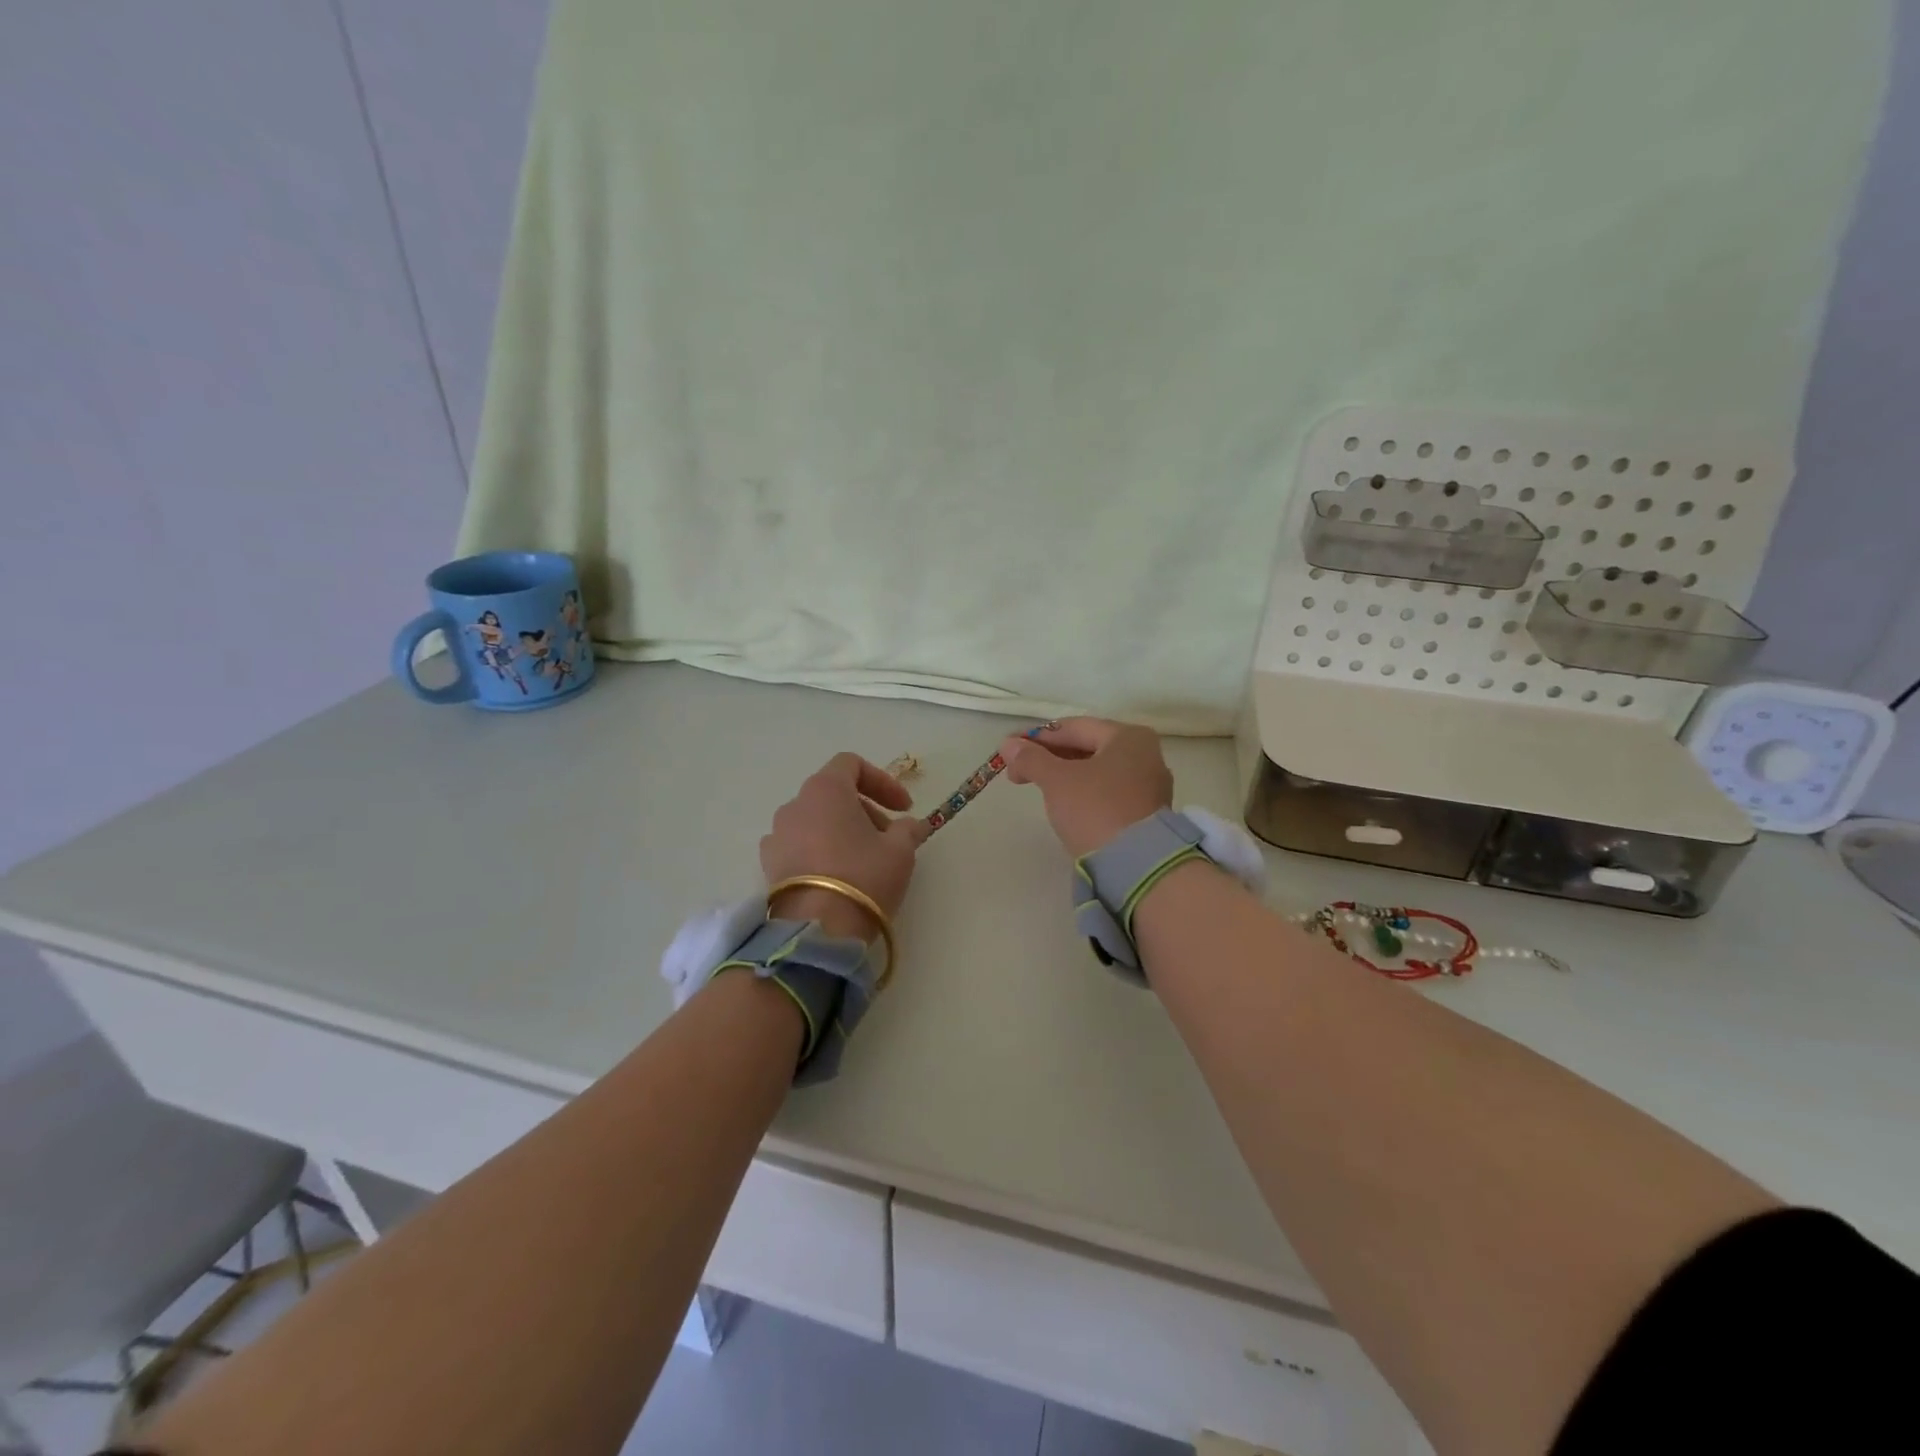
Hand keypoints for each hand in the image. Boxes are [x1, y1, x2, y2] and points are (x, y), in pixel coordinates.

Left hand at [761, 753, 930, 940]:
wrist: (817, 929)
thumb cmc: (864, 876)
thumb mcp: (901, 850)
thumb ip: (908, 830)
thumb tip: (911, 826)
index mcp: (825, 789)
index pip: (852, 764)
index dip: (882, 781)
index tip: (904, 808)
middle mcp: (795, 804)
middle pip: (833, 793)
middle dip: (865, 810)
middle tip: (889, 837)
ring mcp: (777, 835)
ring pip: (815, 820)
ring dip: (842, 831)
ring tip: (864, 859)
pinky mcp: (769, 865)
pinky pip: (799, 845)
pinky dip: (820, 850)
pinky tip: (837, 875)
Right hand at [999, 718, 1173, 858]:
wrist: (1135, 865)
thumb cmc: (1095, 809)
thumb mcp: (1056, 780)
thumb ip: (1031, 759)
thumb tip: (1008, 744)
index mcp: (1128, 736)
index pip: (1073, 727)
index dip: (1036, 737)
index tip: (1008, 751)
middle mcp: (1146, 755)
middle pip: (1087, 747)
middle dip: (1049, 758)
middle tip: (1017, 773)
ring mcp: (1150, 786)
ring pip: (1097, 771)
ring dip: (1065, 776)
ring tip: (1038, 788)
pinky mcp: (1147, 813)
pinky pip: (1108, 793)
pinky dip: (1084, 793)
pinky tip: (1066, 805)